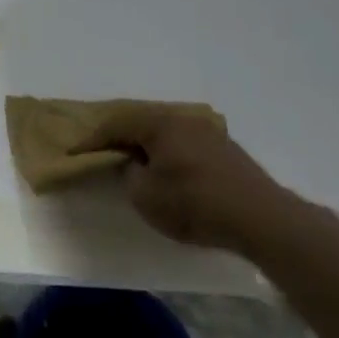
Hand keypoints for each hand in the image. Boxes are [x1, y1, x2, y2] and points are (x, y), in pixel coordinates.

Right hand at [74, 105, 310, 255]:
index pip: (114, 124)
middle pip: (141, 122)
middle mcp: (181, 118)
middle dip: (120, 136)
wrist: (263, 219)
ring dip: (148, 145)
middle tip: (103, 152)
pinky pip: (185, 143)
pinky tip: (170, 170)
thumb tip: (131, 164)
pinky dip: (170, 153)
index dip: (92, 140)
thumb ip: (129, 175)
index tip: (75, 153)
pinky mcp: (226, 150)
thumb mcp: (146, 196)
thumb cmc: (196, 204)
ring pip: (166, 132)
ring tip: (135, 161)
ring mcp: (207, 131)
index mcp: (158, 123)